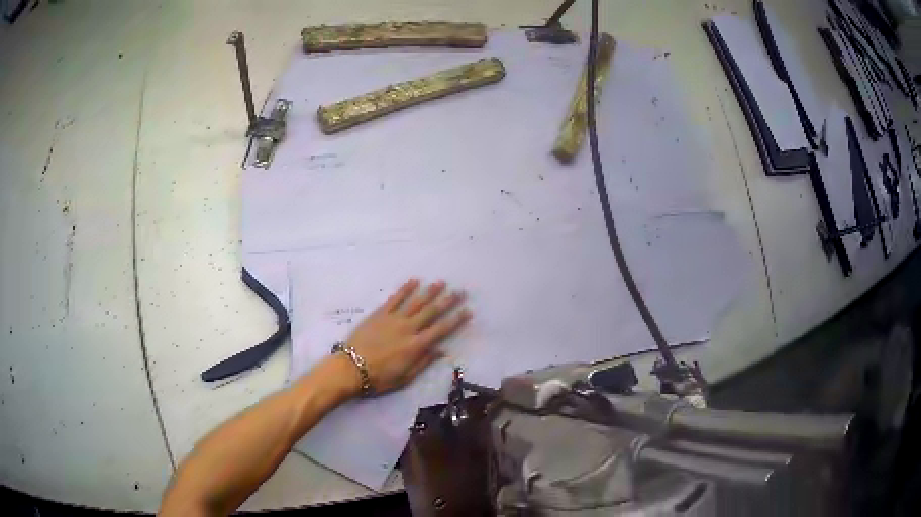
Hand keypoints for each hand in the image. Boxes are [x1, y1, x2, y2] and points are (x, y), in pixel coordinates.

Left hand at [341, 278, 470, 394]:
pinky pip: (394, 299)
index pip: (441, 330)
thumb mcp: (405, 377)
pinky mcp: (379, 314)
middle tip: (460, 291)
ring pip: (415, 302)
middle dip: (447, 301)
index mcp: (416, 346)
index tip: (468, 311)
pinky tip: (414, 281)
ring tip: (441, 282)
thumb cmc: (379, 378)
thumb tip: (442, 351)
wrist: (350, 368)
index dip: (456, 320)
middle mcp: (408, 329)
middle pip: (432, 312)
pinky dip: (405, 289)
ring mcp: (393, 319)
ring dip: (429, 291)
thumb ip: (424, 362)